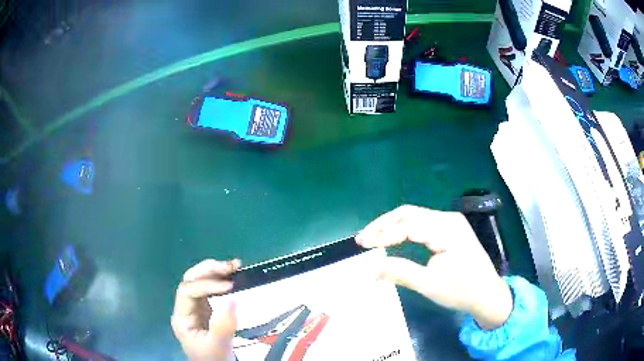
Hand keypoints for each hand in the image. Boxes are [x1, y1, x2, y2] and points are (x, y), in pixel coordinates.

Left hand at [171, 259, 240, 359]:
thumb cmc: (214, 358)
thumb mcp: (218, 346)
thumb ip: (222, 326)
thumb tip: (232, 298)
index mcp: (182, 317)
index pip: (187, 291)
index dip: (206, 285)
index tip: (230, 287)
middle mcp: (186, 308)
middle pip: (190, 280)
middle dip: (209, 270)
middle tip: (231, 267)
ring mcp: (196, 307)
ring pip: (200, 281)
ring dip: (216, 271)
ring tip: (235, 266)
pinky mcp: (207, 309)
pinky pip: (211, 289)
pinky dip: (222, 280)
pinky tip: (234, 276)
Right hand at [356, 205, 512, 329]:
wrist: (488, 295)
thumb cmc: (462, 291)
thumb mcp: (430, 285)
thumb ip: (400, 273)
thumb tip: (371, 270)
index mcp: (447, 229)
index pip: (408, 224)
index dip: (382, 233)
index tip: (362, 245)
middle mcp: (448, 219)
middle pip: (409, 213)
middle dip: (383, 224)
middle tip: (363, 239)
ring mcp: (450, 223)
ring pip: (414, 217)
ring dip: (391, 226)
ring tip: (372, 239)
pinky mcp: (449, 230)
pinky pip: (421, 224)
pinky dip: (403, 230)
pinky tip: (392, 239)